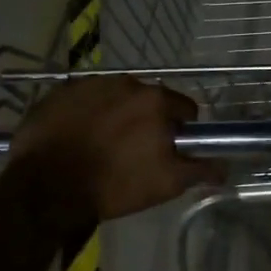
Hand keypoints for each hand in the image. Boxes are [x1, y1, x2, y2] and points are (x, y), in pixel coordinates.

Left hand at [6, 77, 225, 223]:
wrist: (45, 187)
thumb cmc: (113, 185)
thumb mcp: (165, 184)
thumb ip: (200, 170)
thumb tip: (225, 167)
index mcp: (156, 101)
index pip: (185, 109)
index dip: (180, 132)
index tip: (168, 151)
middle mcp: (127, 82)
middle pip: (150, 101)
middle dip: (148, 121)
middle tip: (135, 151)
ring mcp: (91, 84)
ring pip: (117, 98)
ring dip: (118, 115)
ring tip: (103, 144)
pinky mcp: (61, 91)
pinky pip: (86, 99)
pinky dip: (88, 113)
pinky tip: (79, 136)